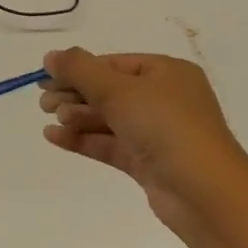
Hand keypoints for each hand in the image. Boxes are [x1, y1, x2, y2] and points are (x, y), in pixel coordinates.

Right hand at [38, 48, 247, 236]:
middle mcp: (164, 99)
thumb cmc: (165, 127)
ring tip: (50, 118)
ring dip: (78, 117)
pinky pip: (110, 144)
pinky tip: (55, 137)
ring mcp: (157, 133)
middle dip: (75, 94)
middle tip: (43, 102)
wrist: (203, 192)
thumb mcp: (119, 90)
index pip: (114, 64)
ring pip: (109, 119)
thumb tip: (51, 55)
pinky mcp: (148, 162)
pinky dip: (84, 139)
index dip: (78, 69)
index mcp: (167, 72)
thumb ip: (81, 71)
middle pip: (110, 91)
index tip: (45, 78)